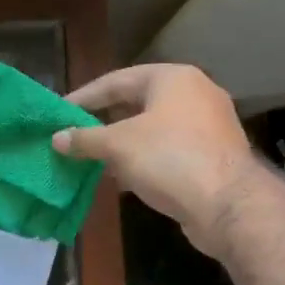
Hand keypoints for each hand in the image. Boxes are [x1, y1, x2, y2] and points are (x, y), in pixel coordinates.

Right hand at [52, 64, 262, 255]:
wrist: (227, 205)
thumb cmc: (169, 159)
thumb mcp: (118, 146)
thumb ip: (84, 139)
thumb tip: (56, 139)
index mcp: (172, 79)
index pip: (116, 81)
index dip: (83, 97)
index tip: (58, 113)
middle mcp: (194, 94)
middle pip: (135, 103)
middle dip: (102, 122)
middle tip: (73, 135)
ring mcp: (207, 126)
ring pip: (151, 129)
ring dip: (120, 144)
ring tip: (90, 158)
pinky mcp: (212, 155)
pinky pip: (167, 150)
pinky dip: (142, 159)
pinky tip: (119, 178)